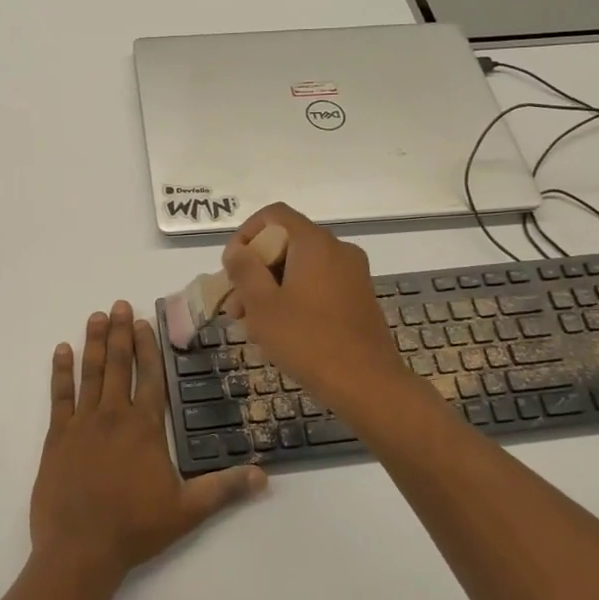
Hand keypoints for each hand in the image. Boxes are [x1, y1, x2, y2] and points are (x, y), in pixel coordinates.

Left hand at [30, 302, 265, 588]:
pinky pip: (59, 396)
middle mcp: (113, 416)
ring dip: (95, 343)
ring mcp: (82, 424)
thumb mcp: (187, 510)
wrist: (79, 550)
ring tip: (97, 317)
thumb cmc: (135, 528)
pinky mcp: (57, 437)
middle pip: (119, 365)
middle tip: (119, 304)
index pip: (149, 377)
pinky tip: (62, 350)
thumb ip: (224, 488)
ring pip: (90, 373)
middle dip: (121, 333)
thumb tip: (264, 475)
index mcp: (144, 428)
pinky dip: (61, 372)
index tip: (145, 321)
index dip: (148, 347)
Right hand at [220, 203, 420, 418]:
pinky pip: (318, 286)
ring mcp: (353, 275)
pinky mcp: (359, 299)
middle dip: (255, 272)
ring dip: (271, 290)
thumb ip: (245, 270)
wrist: (367, 384)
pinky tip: (280, 334)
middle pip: (286, 244)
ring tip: (252, 327)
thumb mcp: (263, 305)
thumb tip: (238, 250)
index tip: (231, 269)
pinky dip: (295, 299)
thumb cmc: (307, 340)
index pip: (274, 215)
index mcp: (314, 243)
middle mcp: (338, 250)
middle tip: (235, 308)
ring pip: (300, 269)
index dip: (246, 235)